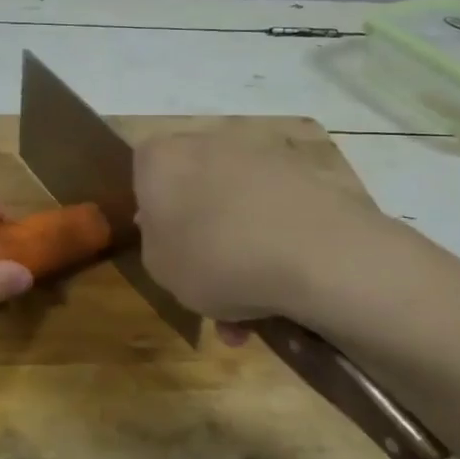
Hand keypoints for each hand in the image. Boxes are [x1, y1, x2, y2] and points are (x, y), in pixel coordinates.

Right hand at [134, 131, 394, 329]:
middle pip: (194, 191)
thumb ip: (154, 243)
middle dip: (200, 240)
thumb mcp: (160, 268)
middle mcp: (208, 143)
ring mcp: (260, 155)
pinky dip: (273, 248)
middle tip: (206, 287)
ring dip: (239, 255)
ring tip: (250, 314)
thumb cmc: (216, 258)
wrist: (316, 254)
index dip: (153, 216)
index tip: (165, 249)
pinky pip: (273, 214)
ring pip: (236, 209)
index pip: (143, 175)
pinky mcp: (304, 174)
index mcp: (163, 158)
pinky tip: (281, 296)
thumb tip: (169, 228)